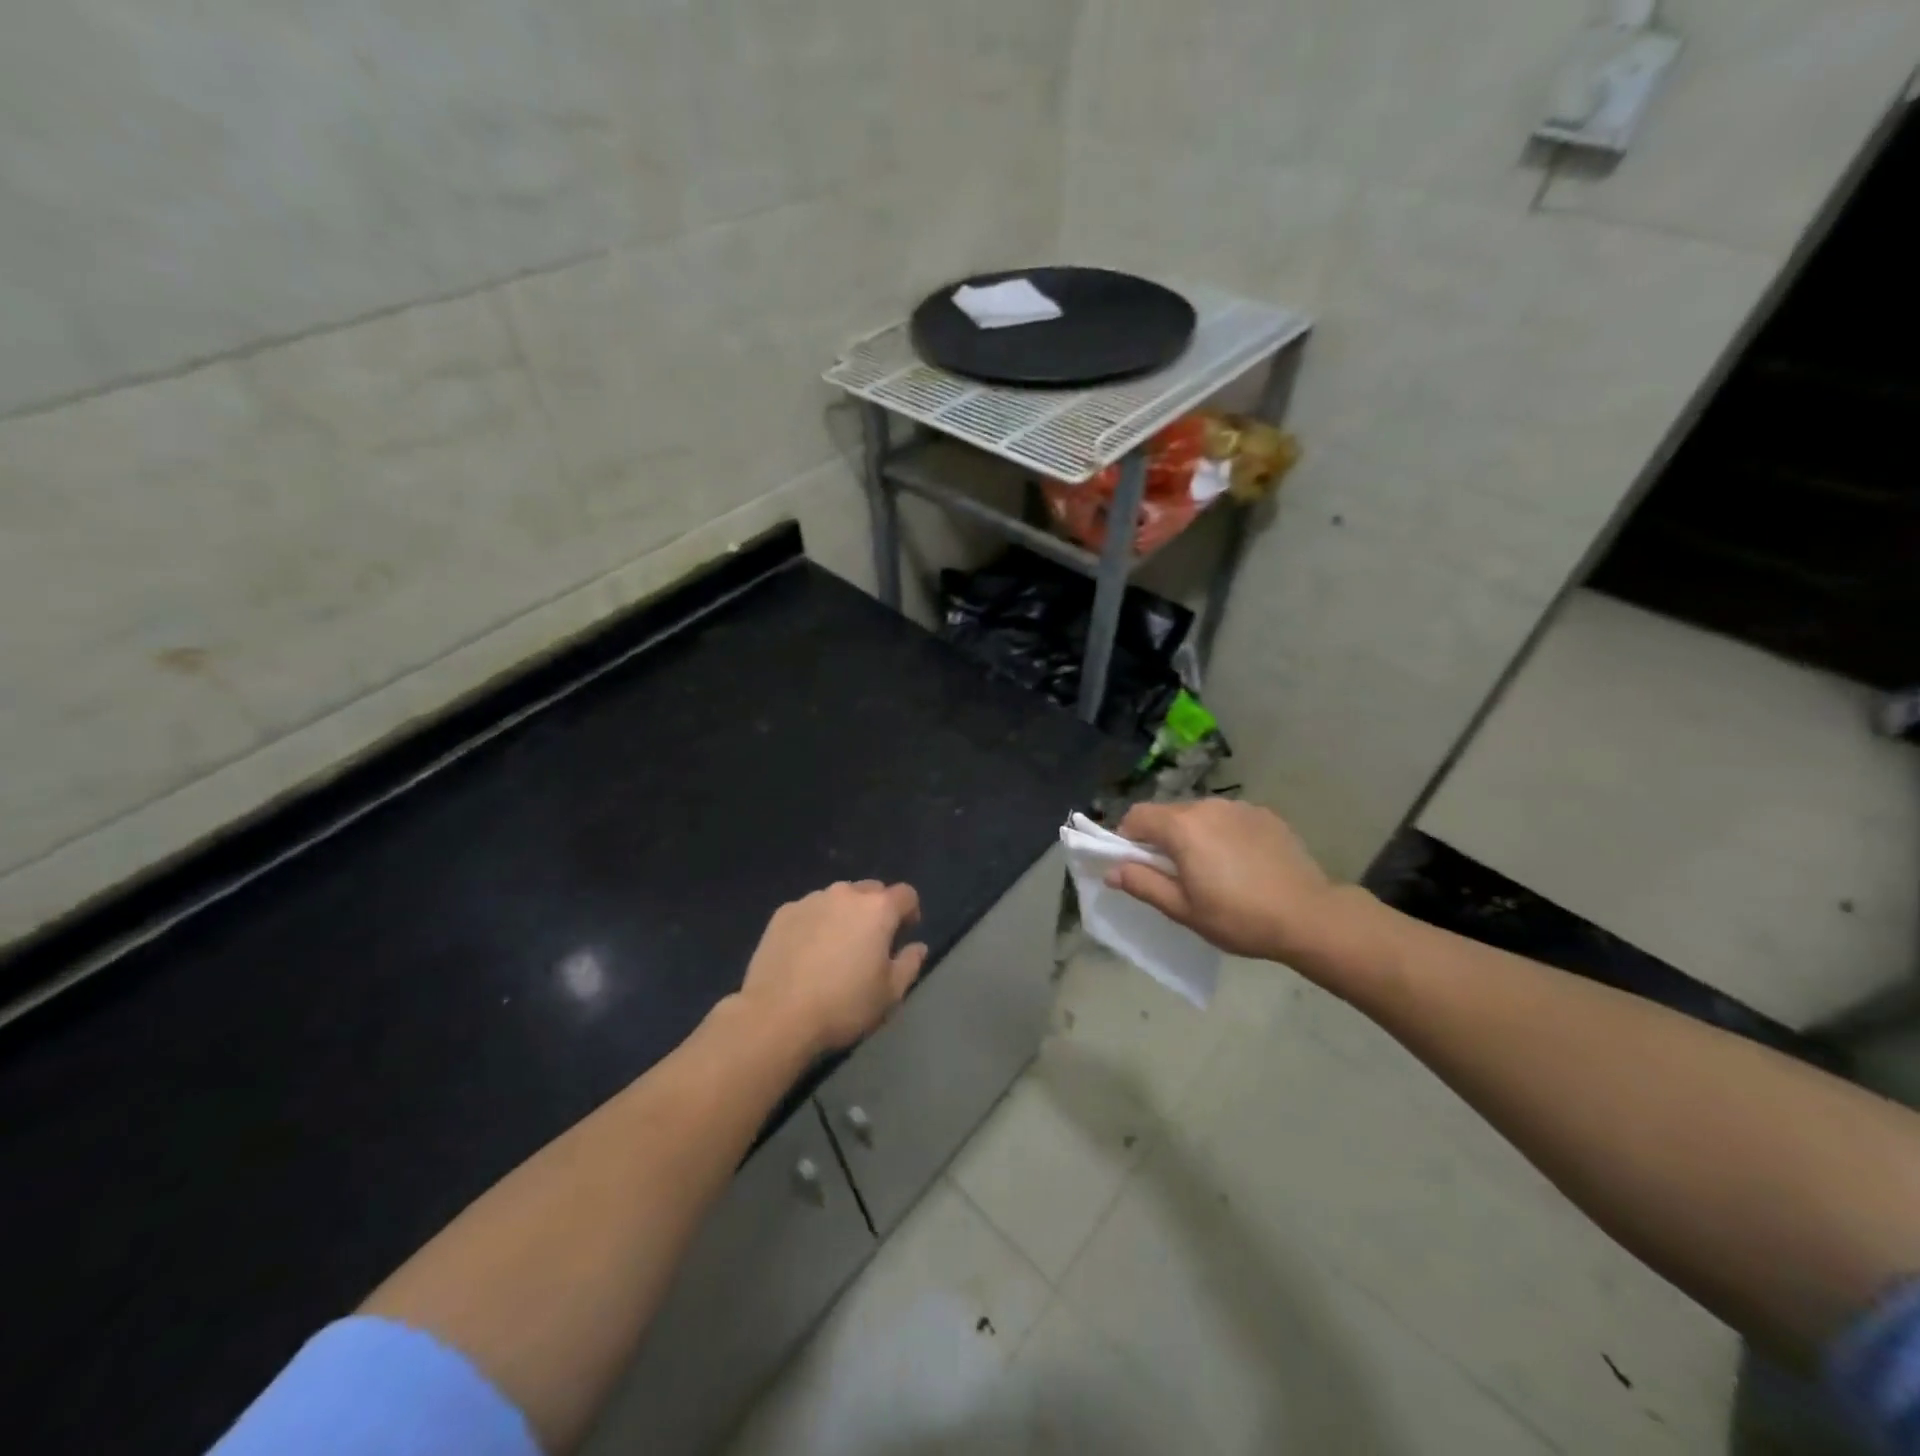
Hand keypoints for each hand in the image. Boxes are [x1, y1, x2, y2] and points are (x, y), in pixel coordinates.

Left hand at [740, 881, 927, 1054]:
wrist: (777, 1016)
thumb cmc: (843, 1005)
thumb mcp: (890, 994)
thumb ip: (910, 964)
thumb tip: (917, 947)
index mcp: (878, 909)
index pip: (906, 895)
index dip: (910, 913)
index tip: (903, 937)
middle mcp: (845, 894)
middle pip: (871, 891)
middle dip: (876, 911)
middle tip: (870, 943)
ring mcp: (810, 900)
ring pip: (837, 898)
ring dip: (844, 915)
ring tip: (835, 948)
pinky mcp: (783, 913)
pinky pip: (809, 910)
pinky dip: (815, 923)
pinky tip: (806, 953)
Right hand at [1108, 799, 1350, 966]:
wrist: (1309, 916)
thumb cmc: (1238, 917)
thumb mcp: (1183, 909)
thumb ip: (1143, 884)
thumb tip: (1112, 870)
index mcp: (1182, 827)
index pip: (1136, 816)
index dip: (1127, 838)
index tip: (1138, 865)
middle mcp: (1207, 806)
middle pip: (1167, 813)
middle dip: (1161, 838)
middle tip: (1175, 874)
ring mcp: (1238, 807)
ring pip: (1199, 814)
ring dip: (1193, 834)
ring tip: (1212, 869)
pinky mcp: (1264, 814)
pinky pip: (1228, 818)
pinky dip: (1222, 834)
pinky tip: (1241, 863)